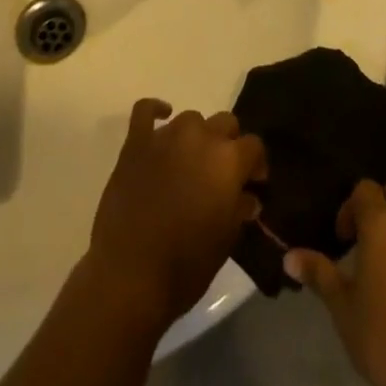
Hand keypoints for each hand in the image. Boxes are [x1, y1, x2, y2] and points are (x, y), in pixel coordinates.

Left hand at [85, 99, 266, 330]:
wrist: (130, 275)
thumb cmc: (186, 265)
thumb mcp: (226, 241)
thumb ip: (239, 209)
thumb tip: (248, 196)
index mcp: (228, 160)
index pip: (254, 145)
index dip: (256, 164)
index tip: (253, 183)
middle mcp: (200, 137)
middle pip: (225, 123)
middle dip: (228, 145)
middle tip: (221, 174)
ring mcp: (166, 136)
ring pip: (191, 119)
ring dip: (197, 136)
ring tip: (191, 162)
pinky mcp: (136, 142)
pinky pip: (145, 110)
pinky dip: (155, 110)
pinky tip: (162, 117)